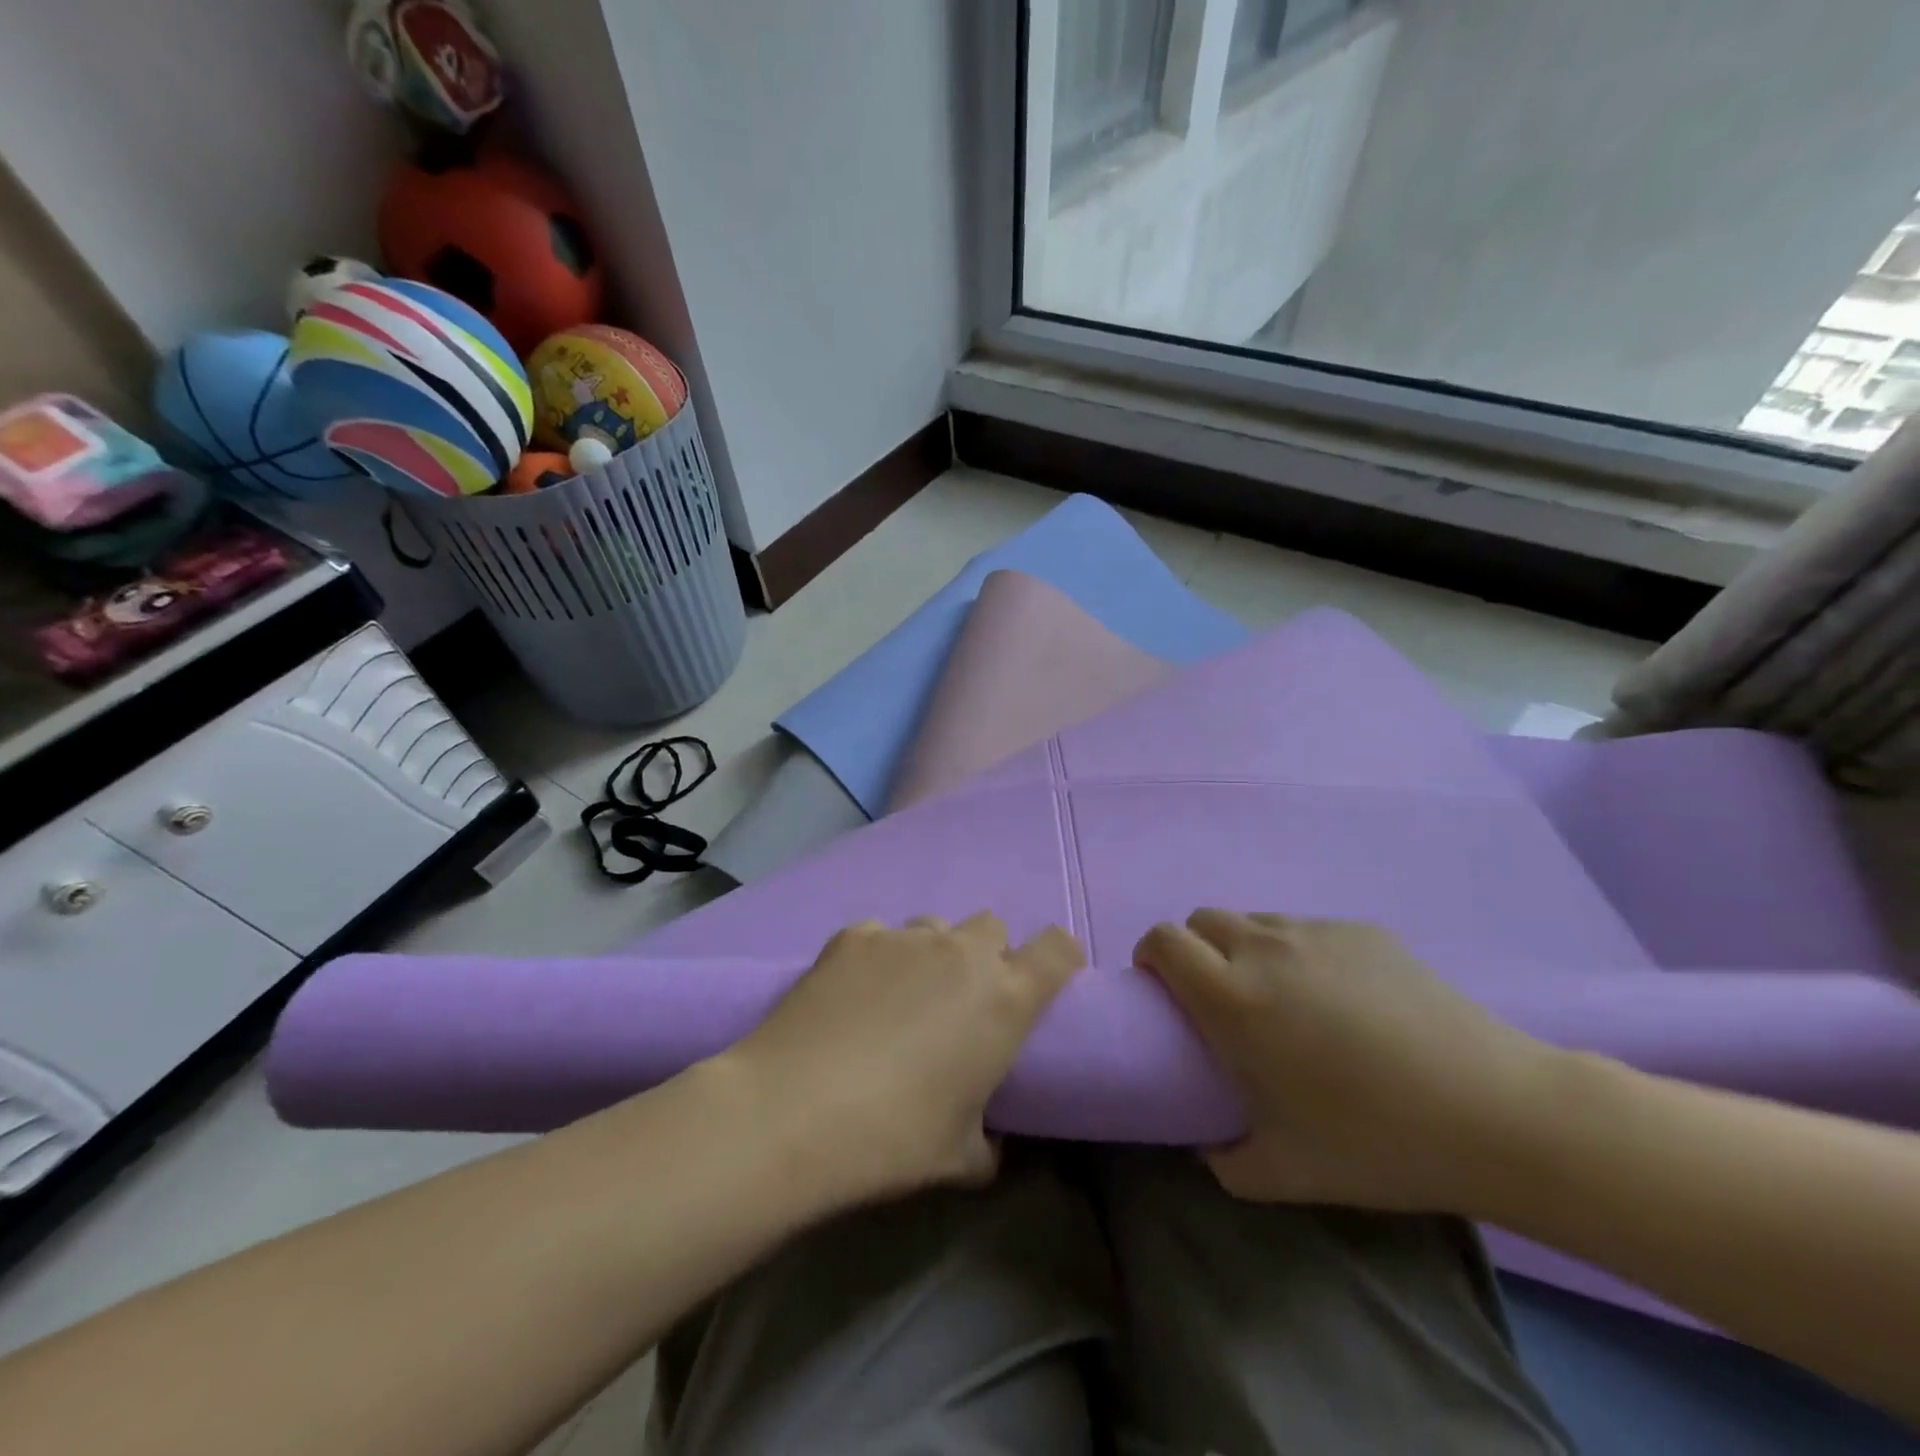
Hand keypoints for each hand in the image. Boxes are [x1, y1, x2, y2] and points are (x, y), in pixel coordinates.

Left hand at [727, 913, 1083, 1202]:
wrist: (795, 1112)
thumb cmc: (895, 1138)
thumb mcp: (962, 1158)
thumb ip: (991, 1141)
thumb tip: (991, 1140)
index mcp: (1005, 998)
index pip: (1058, 948)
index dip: (1059, 958)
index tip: (1044, 982)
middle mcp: (962, 953)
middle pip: (992, 927)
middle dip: (986, 955)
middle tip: (961, 1001)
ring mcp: (904, 937)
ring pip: (935, 927)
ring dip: (931, 954)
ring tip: (900, 997)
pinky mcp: (853, 936)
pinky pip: (879, 935)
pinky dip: (876, 957)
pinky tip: (852, 994)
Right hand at [1135, 910, 1562, 1212]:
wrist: (1497, 1111)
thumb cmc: (1377, 1141)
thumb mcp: (1284, 1172)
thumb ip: (1223, 1160)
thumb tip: (1205, 1143)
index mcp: (1233, 996)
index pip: (1163, 940)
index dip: (1152, 957)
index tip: (1165, 994)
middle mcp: (1265, 948)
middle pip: (1202, 919)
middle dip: (1195, 950)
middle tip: (1221, 1001)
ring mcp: (1318, 933)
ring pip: (1255, 921)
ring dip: (1246, 949)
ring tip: (1284, 1001)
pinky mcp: (1364, 931)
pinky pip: (1308, 931)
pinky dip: (1300, 954)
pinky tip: (1345, 1002)